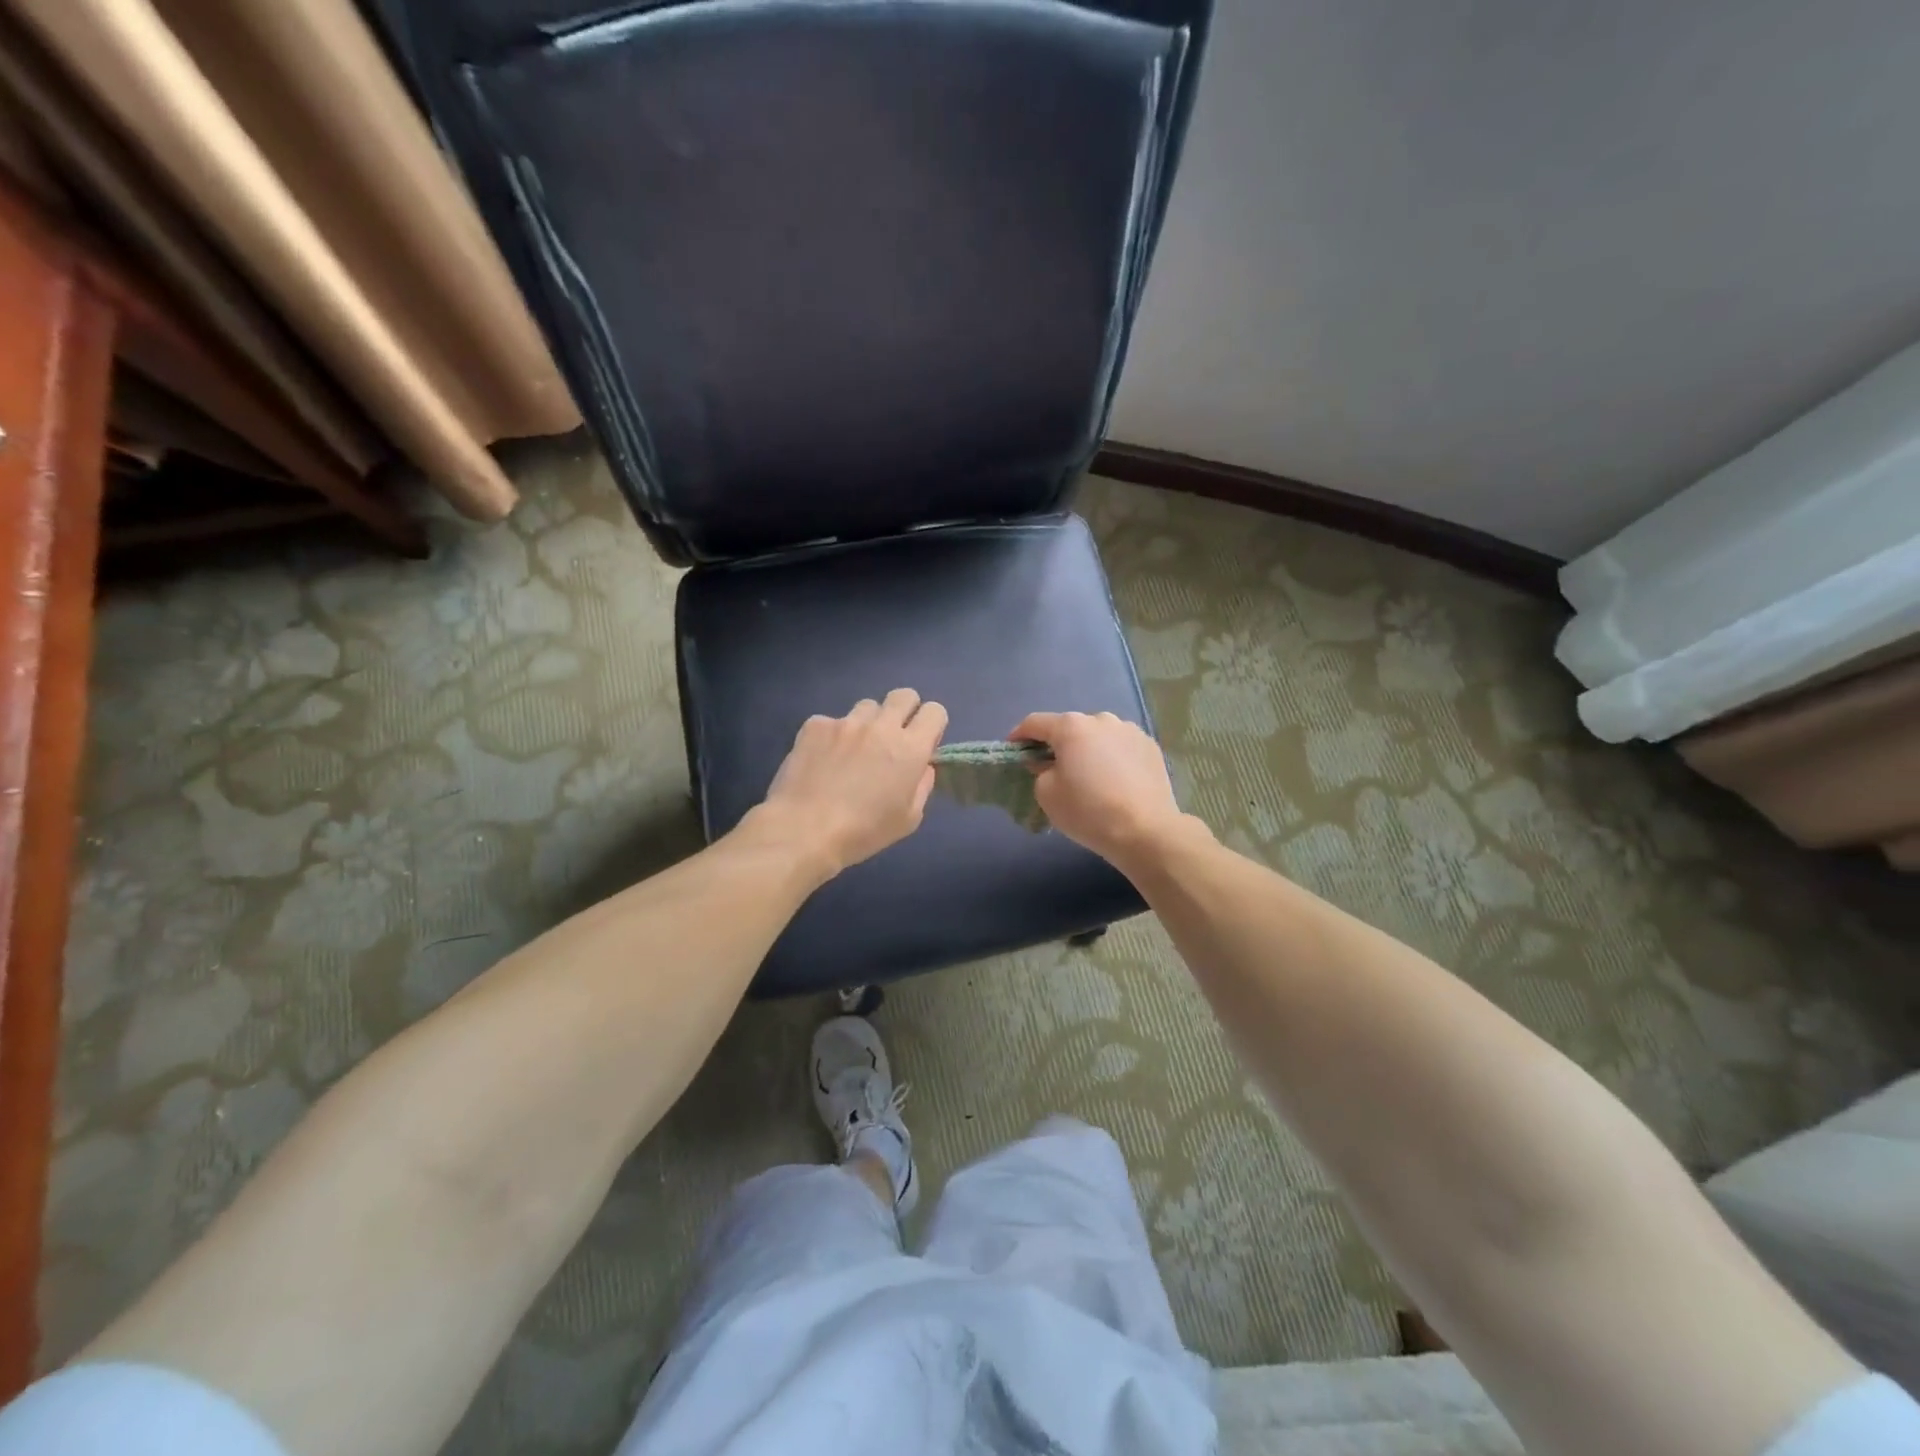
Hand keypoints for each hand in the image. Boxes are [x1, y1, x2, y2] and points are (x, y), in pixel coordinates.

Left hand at [755, 689, 948, 876]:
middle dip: (904, 712)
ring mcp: (846, 722)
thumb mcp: (908, 819)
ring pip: (867, 707)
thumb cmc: (863, 832)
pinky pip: (832, 721)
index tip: (922, 743)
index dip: (932, 725)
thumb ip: (922, 785)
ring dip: (867, 724)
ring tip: (852, 751)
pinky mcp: (816, 725)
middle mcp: (881, 726)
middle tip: (892, 739)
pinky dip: (833, 736)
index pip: (935, 711)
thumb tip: (922, 766)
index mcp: (910, 749)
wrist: (804, 830)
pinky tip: (822, 760)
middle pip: (904, 695)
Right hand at [1011, 711, 1190, 866]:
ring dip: (1088, 749)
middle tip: (1053, 769)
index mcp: (1071, 727)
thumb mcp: (1047, 794)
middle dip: (1058, 744)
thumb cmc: (1088, 811)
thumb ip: (1039, 771)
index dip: (1019, 736)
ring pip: (1098, 736)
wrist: (1145, 831)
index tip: (1014, 751)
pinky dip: (1112, 757)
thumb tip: (1047, 763)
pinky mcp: (1150, 746)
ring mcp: (1130, 730)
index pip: (1035, 723)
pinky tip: (1114, 781)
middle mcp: (1101, 719)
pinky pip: (1121, 747)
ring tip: (1088, 775)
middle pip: (1070, 728)